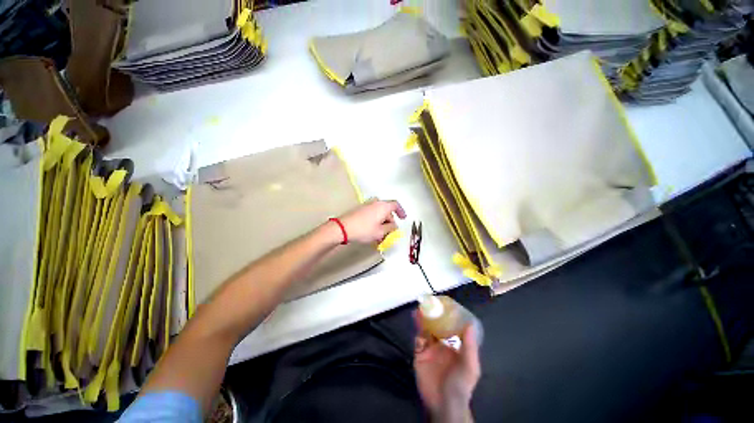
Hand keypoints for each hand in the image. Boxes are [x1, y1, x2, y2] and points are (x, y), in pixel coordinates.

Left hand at [338, 199, 406, 243]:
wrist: (343, 228)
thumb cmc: (363, 229)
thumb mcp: (381, 232)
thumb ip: (391, 228)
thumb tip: (394, 226)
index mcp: (383, 206)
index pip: (396, 205)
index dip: (401, 211)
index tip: (403, 218)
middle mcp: (376, 203)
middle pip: (387, 211)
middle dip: (389, 222)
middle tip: (389, 232)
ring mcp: (367, 205)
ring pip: (379, 213)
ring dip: (382, 223)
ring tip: (380, 235)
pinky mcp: (360, 209)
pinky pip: (372, 213)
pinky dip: (375, 221)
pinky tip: (372, 231)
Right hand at [414, 314, 479, 421]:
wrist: (444, 403)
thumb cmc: (461, 383)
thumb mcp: (469, 365)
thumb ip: (469, 345)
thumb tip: (470, 323)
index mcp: (454, 346)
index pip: (449, 327)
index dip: (446, 316)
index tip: (443, 304)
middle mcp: (441, 345)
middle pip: (435, 327)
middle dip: (431, 316)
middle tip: (428, 303)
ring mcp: (429, 350)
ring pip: (425, 331)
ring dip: (422, 320)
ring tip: (419, 309)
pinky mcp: (419, 355)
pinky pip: (417, 341)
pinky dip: (416, 331)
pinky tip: (415, 322)